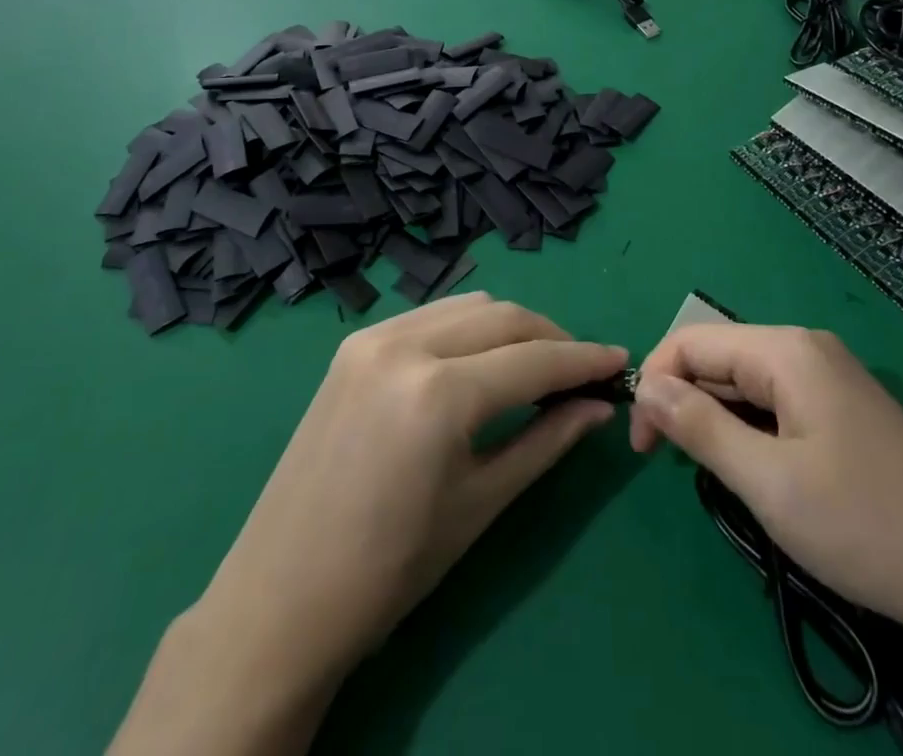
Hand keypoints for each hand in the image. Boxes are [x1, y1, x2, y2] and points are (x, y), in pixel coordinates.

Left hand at [206, 294, 626, 681]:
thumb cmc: (391, 568)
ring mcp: (373, 337)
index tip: (621, 362)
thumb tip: (598, 406)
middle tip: (582, 370)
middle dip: (551, 337)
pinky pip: (430, 316)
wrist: (282, 597)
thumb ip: (547, 442)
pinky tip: (480, 360)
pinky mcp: (354, 344)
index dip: (583, 360)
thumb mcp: (481, 504)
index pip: (533, 360)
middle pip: (503, 316)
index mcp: (439, 392)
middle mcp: (405, 344)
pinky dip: (468, 328)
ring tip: (536, 365)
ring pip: (467, 305)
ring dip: (511, 327)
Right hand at [629, 322, 902, 642]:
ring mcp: (831, 377)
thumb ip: (699, 426)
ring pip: (747, 382)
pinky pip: (777, 402)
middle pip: (720, 358)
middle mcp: (807, 349)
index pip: (692, 341)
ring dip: (716, 418)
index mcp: (787, 350)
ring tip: (711, 472)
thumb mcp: (768, 482)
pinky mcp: (845, 408)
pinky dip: (749, 428)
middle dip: (684, 401)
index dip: (656, 383)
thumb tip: (646, 388)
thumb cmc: (863, 527)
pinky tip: (755, 469)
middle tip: (669, 465)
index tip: (642, 445)